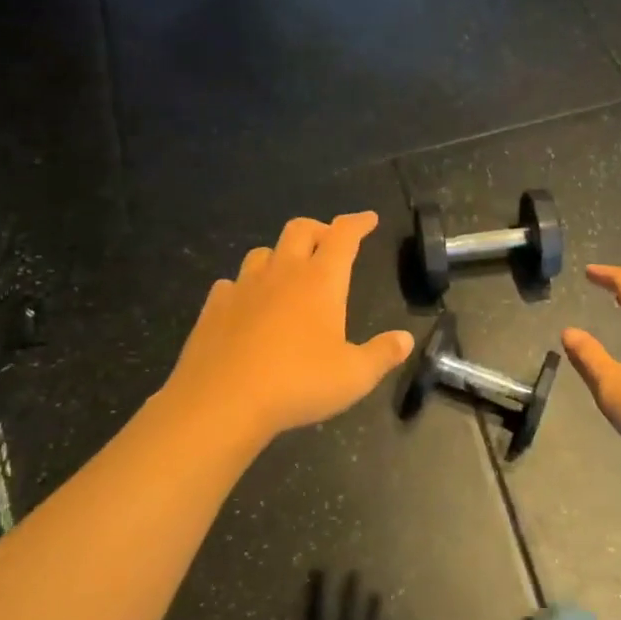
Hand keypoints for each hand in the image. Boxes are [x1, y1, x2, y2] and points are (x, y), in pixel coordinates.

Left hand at [160, 213, 413, 442]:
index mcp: (321, 281)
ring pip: (263, 252)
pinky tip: (248, 304)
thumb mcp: (354, 376)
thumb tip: (405, 339)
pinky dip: (245, 286)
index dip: (357, 223)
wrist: (222, 400)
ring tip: (289, 272)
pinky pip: (232, 283)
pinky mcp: (215, 306)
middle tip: (330, 242)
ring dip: (280, 254)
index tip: (368, 219)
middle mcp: (282, 273)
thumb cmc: (298, 383)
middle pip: (300, 229)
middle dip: (319, 229)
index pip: (343, 236)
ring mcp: (244, 286)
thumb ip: (382, 354)